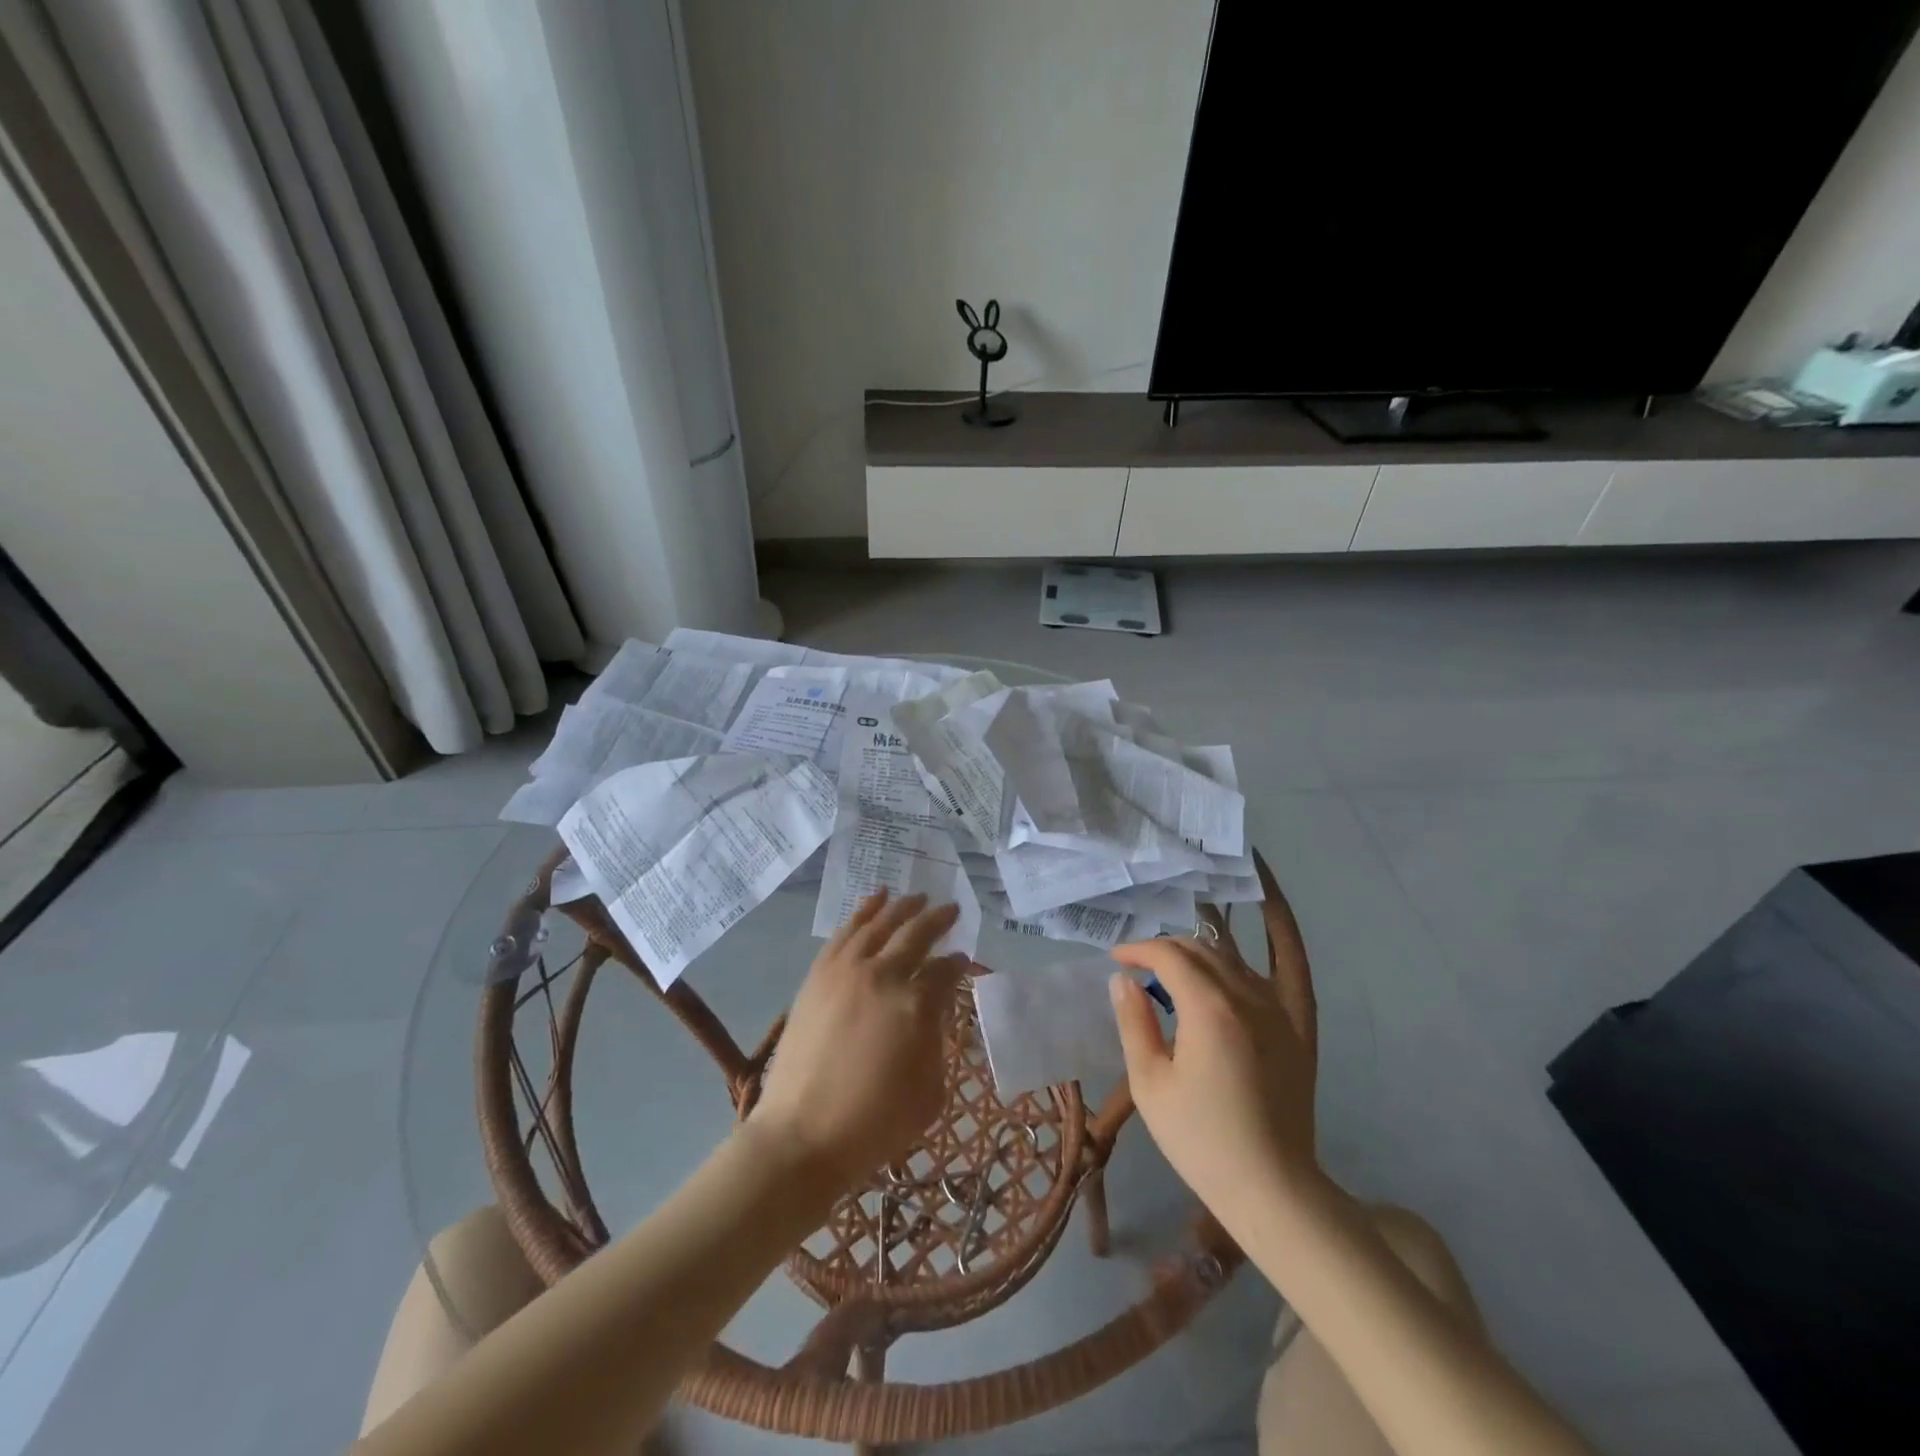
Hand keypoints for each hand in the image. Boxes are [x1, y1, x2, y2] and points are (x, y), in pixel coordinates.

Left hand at [749, 890, 968, 1187]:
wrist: (802, 1135)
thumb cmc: (874, 1123)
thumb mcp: (929, 1092)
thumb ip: (938, 1042)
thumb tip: (934, 1012)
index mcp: (916, 1004)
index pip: (945, 971)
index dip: (958, 964)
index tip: (963, 960)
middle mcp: (882, 975)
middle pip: (916, 934)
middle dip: (938, 919)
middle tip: (951, 909)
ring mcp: (846, 970)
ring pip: (879, 923)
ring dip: (902, 907)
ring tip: (917, 896)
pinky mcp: (819, 974)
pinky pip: (845, 932)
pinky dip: (864, 911)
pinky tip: (876, 900)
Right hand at [1108, 934, 1322, 1235]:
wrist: (1272, 1188)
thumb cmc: (1200, 1139)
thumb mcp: (1150, 1083)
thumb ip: (1134, 1023)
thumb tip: (1124, 980)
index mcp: (1209, 1007)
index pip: (1169, 955)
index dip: (1138, 949)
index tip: (1116, 960)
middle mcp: (1247, 996)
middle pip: (1202, 950)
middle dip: (1165, 949)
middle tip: (1138, 967)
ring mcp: (1277, 1011)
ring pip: (1232, 960)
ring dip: (1198, 957)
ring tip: (1173, 976)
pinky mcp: (1296, 1030)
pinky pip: (1266, 980)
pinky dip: (1237, 970)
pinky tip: (1223, 985)